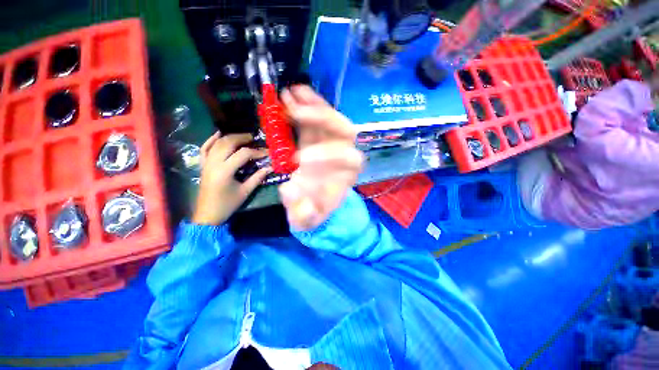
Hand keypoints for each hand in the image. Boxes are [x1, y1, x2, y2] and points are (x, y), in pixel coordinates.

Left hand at [192, 132, 270, 224]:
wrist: (208, 214)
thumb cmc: (228, 204)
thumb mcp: (245, 191)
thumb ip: (258, 177)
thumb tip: (270, 167)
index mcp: (225, 171)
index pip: (243, 154)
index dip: (257, 152)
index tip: (267, 152)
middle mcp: (214, 163)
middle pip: (228, 143)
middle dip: (242, 138)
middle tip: (254, 139)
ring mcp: (206, 163)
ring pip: (217, 144)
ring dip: (230, 137)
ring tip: (242, 137)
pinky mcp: (202, 165)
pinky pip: (204, 149)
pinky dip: (211, 140)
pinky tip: (218, 134)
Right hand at [279, 85, 364, 229]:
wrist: (312, 203)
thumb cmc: (313, 210)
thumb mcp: (307, 219)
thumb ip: (302, 212)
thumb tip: (290, 189)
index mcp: (347, 176)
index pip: (351, 159)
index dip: (329, 155)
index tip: (300, 158)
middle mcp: (344, 155)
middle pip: (345, 130)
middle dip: (322, 120)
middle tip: (295, 114)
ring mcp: (332, 143)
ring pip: (330, 118)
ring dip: (311, 105)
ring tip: (289, 94)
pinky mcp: (319, 137)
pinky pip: (316, 117)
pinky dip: (305, 104)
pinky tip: (291, 94)